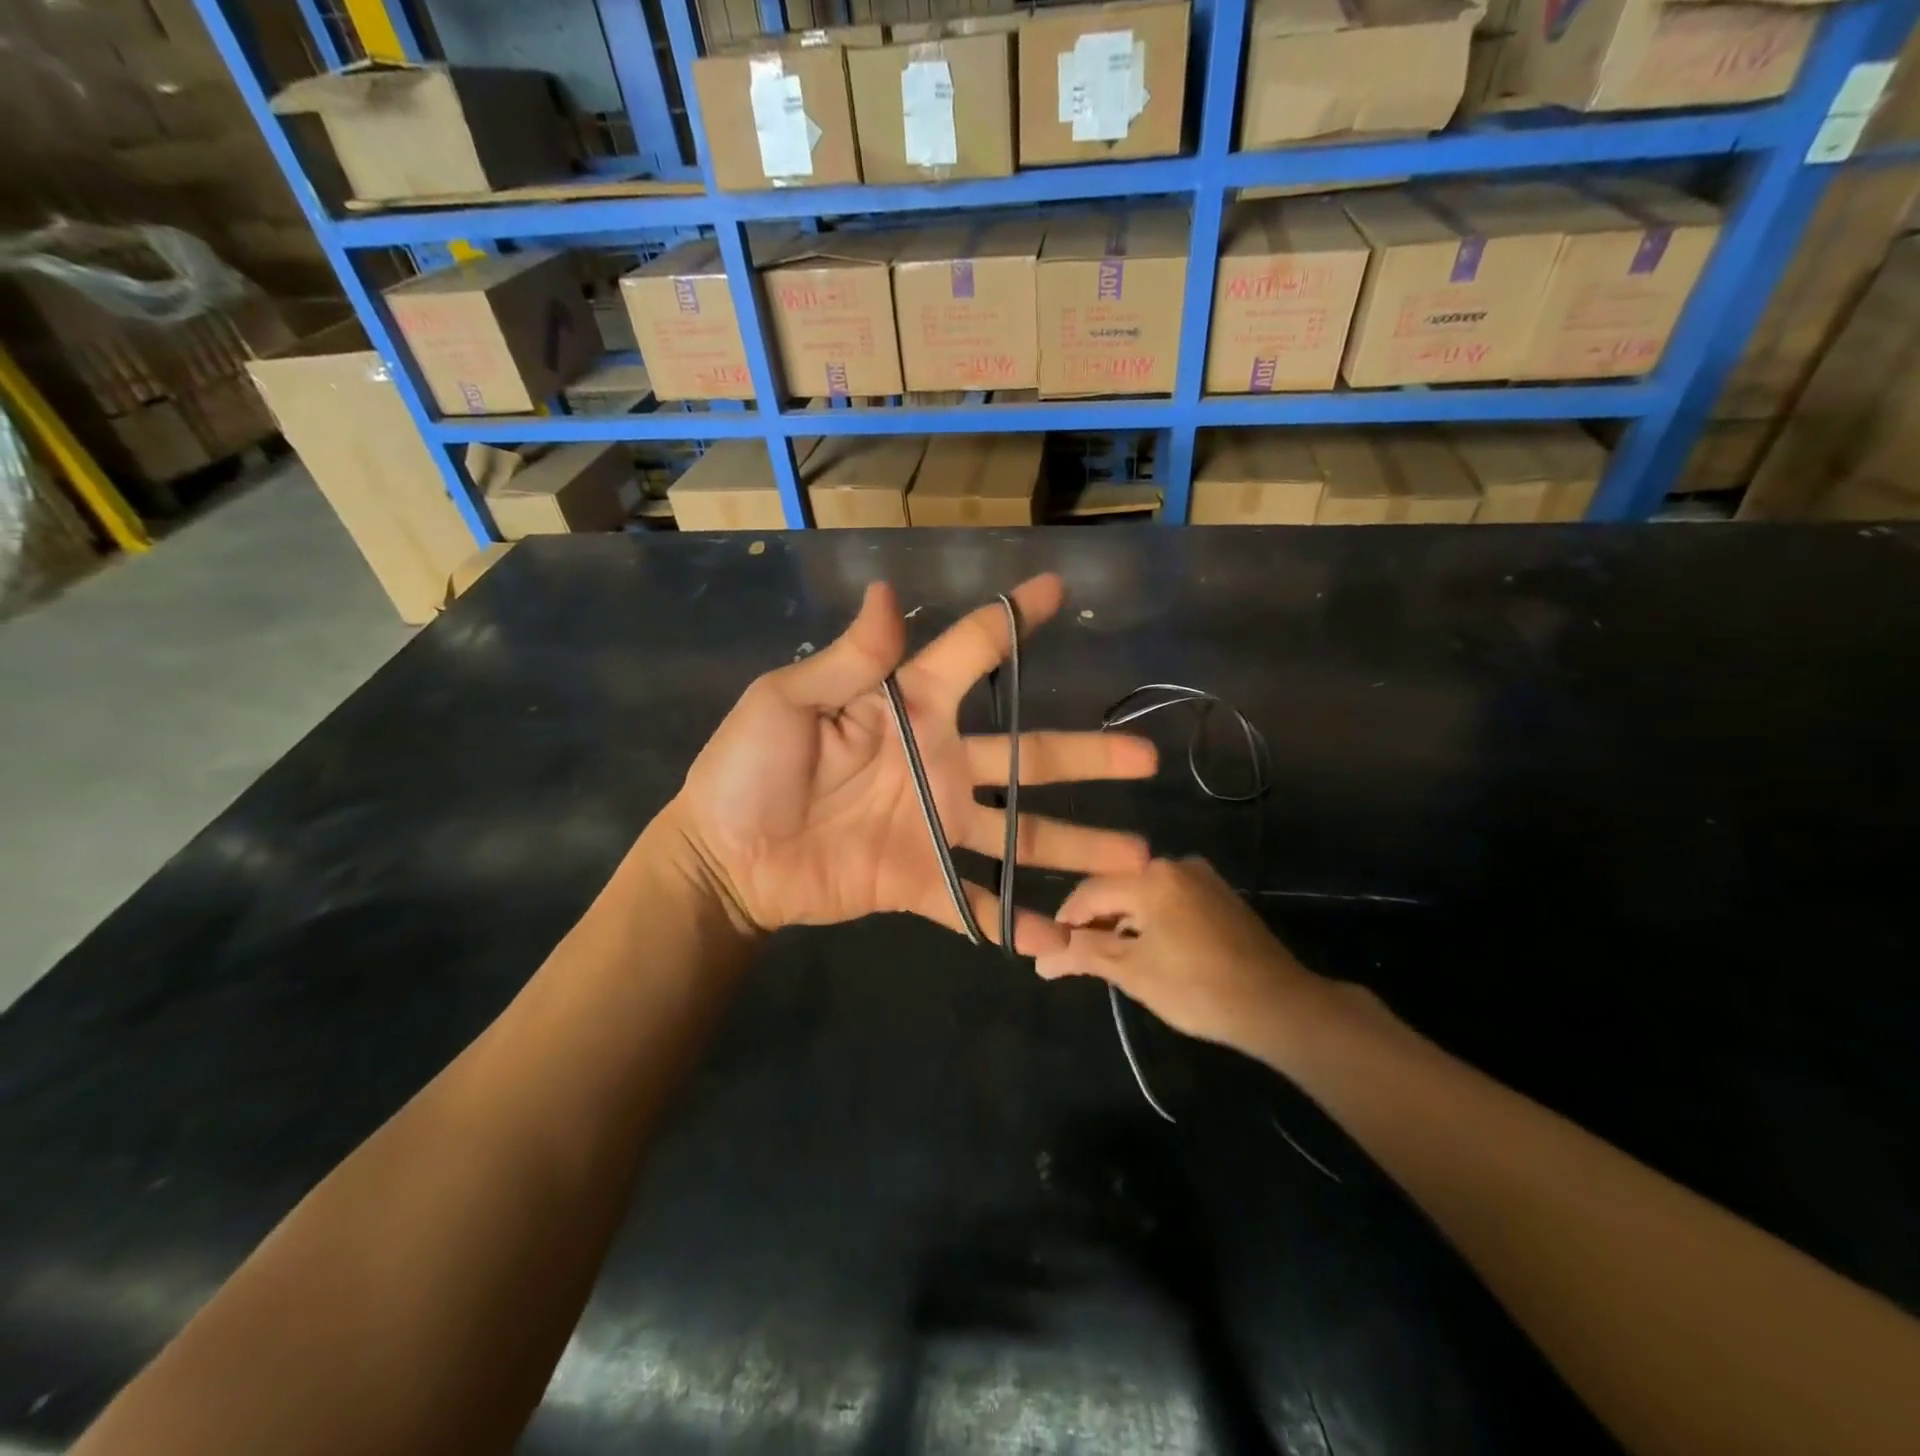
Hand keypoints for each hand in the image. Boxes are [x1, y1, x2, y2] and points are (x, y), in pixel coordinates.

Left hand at [669, 574, 1157, 954]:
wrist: (723, 857)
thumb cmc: (747, 769)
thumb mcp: (787, 701)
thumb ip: (850, 659)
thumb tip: (886, 590)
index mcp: (909, 709)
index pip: (973, 652)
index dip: (1013, 620)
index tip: (1058, 591)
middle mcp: (939, 763)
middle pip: (1028, 755)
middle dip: (1087, 756)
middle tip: (1145, 759)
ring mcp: (935, 825)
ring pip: (1021, 831)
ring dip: (1077, 846)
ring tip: (1137, 861)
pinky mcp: (920, 878)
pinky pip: (976, 902)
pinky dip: (1014, 922)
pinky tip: (1062, 940)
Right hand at [1035, 857, 1331, 1057]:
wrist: (1279, 1007)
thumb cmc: (1198, 988)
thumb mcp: (1132, 972)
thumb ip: (1083, 954)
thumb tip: (1041, 959)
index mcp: (1151, 876)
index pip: (1089, 892)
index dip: (1065, 921)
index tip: (1051, 951)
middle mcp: (1175, 864)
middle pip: (1117, 888)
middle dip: (1094, 922)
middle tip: (1078, 957)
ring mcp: (1201, 878)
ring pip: (1143, 894)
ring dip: (1122, 922)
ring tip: (1110, 957)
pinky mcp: (1219, 895)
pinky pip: (1168, 899)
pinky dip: (1150, 920)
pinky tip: (1148, 949)